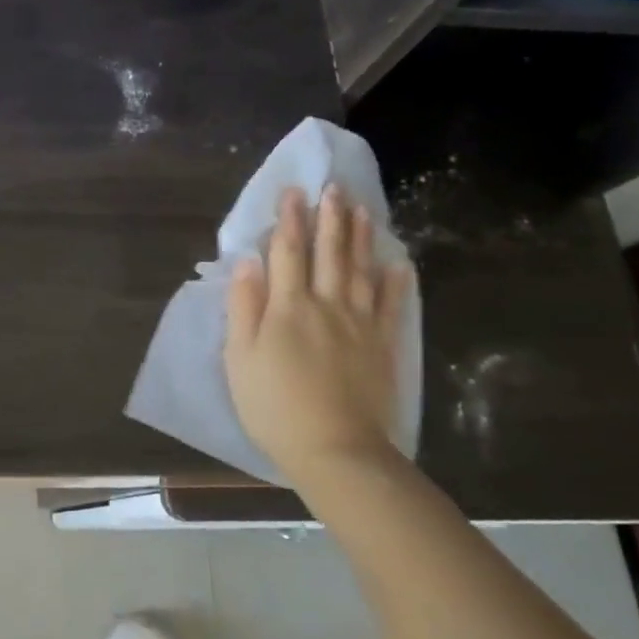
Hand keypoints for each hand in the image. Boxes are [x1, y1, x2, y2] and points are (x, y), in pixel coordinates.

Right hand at [224, 184, 411, 482]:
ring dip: (360, 238)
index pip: (287, 253)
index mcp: (288, 308)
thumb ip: (244, 307)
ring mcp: (360, 325)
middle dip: (329, 218)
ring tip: (363, 210)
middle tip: (334, 188)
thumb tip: (247, 262)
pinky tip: (398, 265)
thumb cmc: (275, 407)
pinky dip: (395, 284)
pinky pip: (391, 307)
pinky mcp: (383, 347)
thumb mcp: (240, 359)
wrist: (336, 450)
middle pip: (328, 254)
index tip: (293, 192)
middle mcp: (326, 306)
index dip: (289, 220)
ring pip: (361, 271)